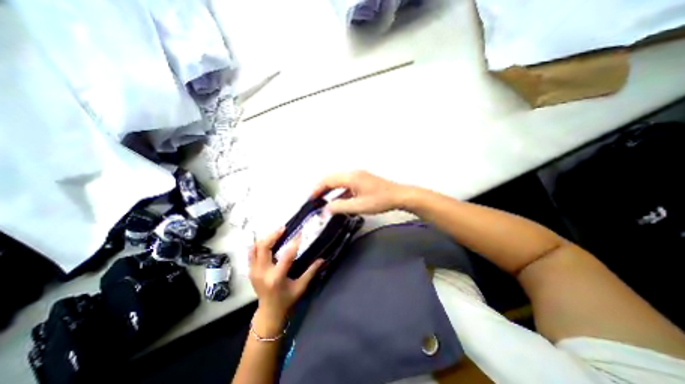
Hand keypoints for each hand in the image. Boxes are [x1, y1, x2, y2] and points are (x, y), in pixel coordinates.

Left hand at [247, 227, 321, 324]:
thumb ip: (311, 272)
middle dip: (273, 235)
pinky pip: (251, 253)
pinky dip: (258, 244)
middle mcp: (263, 273)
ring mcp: (254, 271)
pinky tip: (267, 240)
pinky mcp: (251, 271)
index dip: (294, 243)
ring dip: (265, 238)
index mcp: (277, 278)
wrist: (268, 313)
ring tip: (276, 232)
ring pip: (255, 248)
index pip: (286, 256)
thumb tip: (323, 259)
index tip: (300, 233)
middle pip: (264, 248)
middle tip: (283, 228)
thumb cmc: (287, 300)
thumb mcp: (301, 287)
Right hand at [313, 172, 407, 215]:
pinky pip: (346, 185)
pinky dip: (339, 192)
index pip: (328, 180)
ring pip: (339, 181)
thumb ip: (340, 207)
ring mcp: (358, 176)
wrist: (398, 196)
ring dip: (330, 190)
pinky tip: (338, 200)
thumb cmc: (381, 200)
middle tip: (314, 198)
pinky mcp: (362, 181)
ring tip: (323, 200)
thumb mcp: (358, 206)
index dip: (318, 189)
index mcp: (351, 177)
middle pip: (332, 179)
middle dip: (322, 188)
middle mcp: (353, 173)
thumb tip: (326, 209)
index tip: (311, 197)